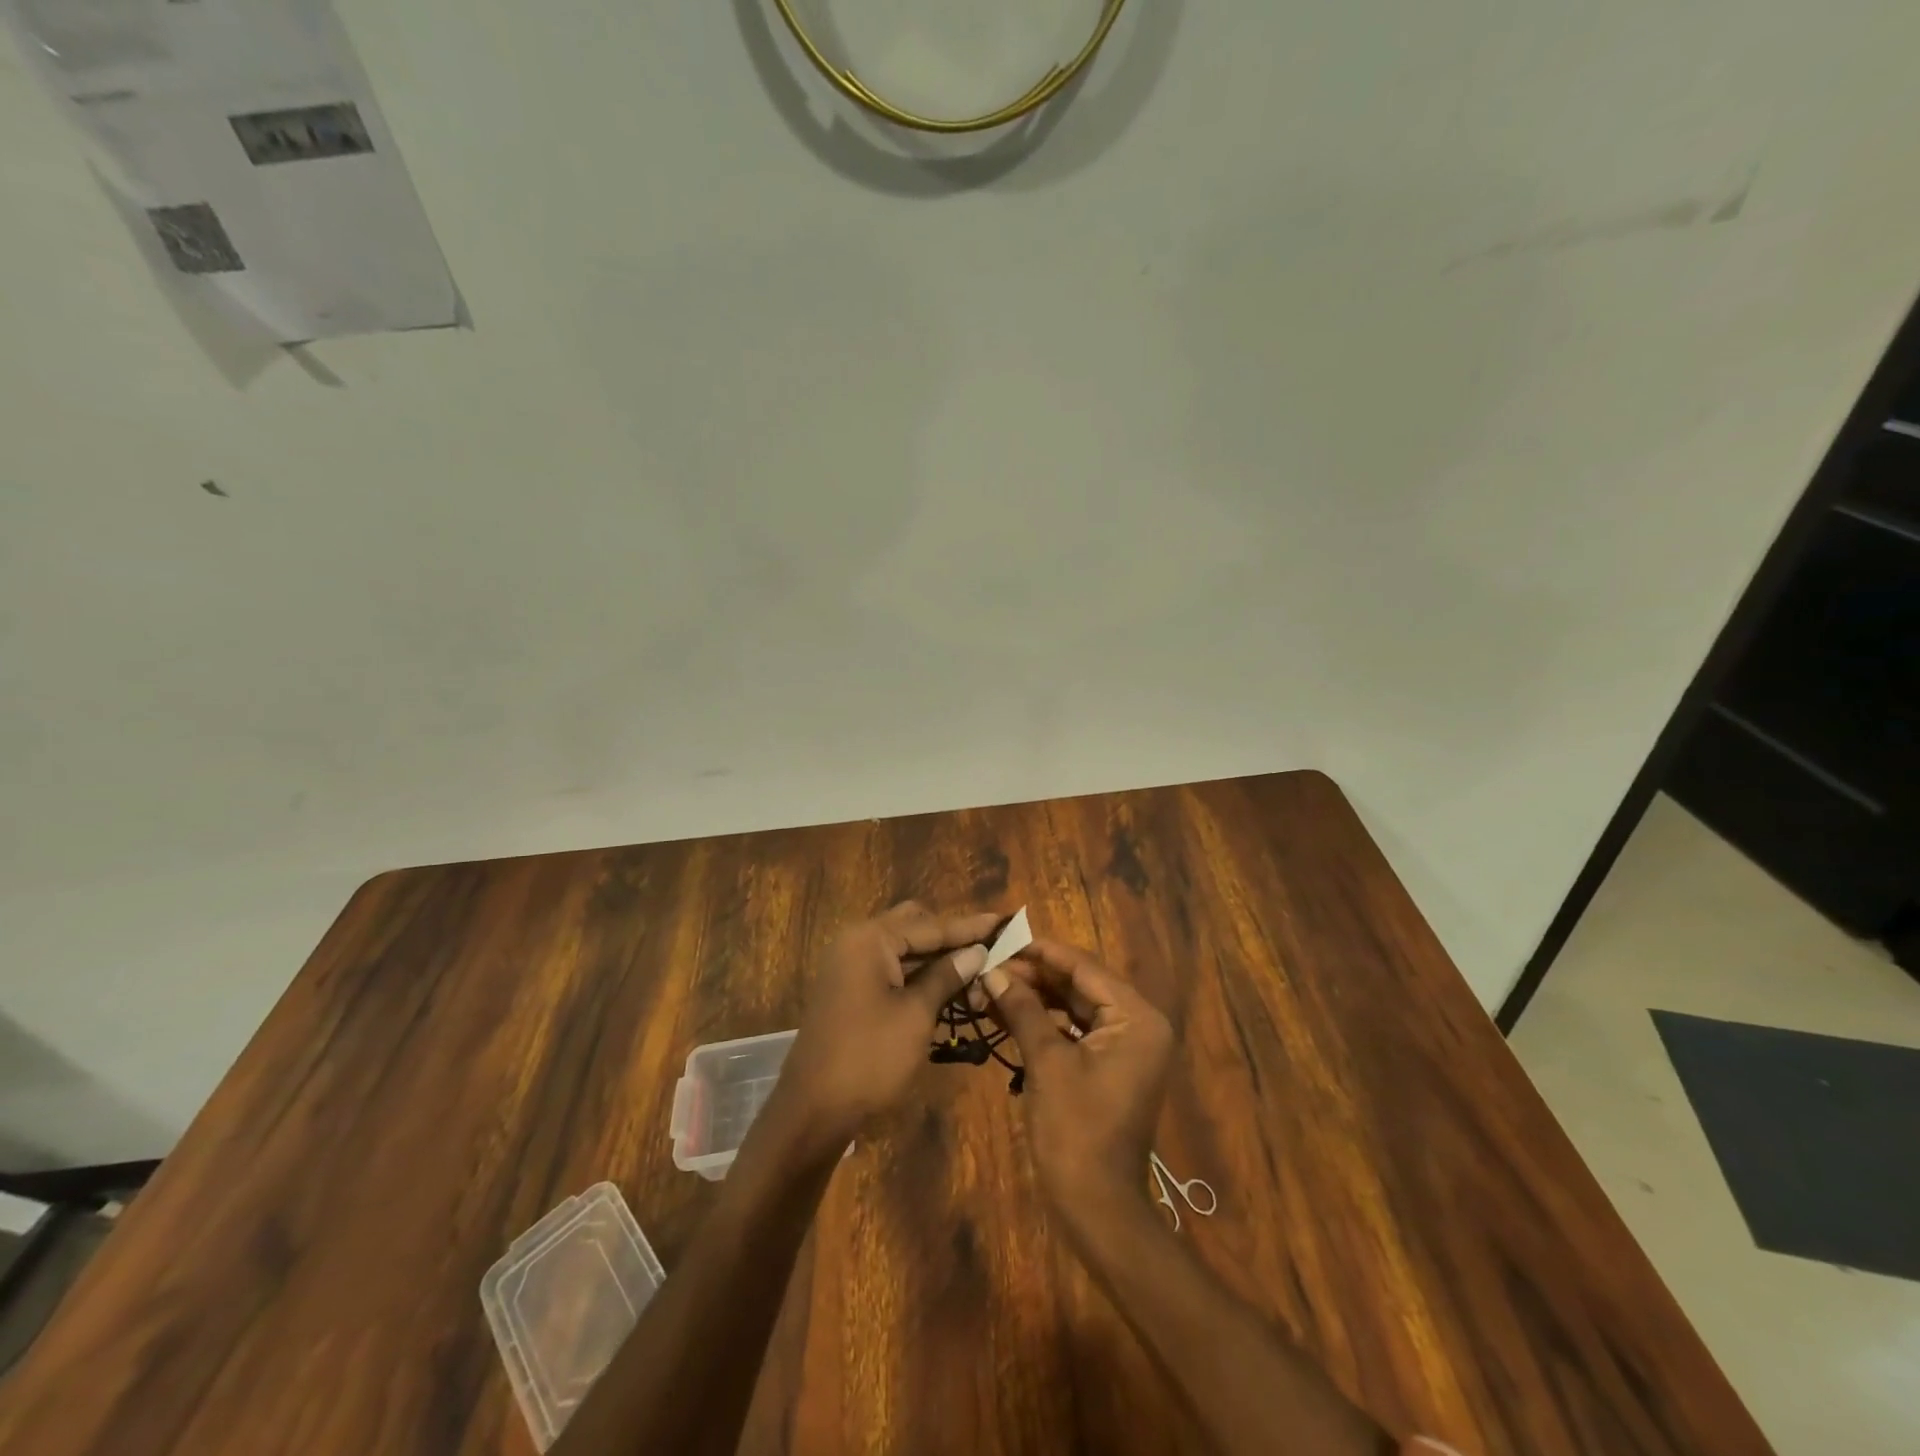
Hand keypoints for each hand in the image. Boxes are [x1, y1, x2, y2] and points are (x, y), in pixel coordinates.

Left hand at [769, 902, 999, 1155]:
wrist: (813, 1110)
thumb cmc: (870, 1057)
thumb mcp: (916, 1014)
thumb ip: (947, 976)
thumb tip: (977, 951)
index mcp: (870, 939)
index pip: (930, 925)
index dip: (969, 927)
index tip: (1003, 921)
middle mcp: (857, 942)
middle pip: (914, 927)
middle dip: (951, 940)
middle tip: (987, 953)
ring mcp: (850, 966)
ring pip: (904, 950)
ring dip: (937, 961)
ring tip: (977, 976)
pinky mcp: (850, 990)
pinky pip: (891, 970)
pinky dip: (918, 977)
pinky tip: (948, 990)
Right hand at [982, 938, 1173, 1241]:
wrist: (1098, 1208)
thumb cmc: (1076, 1131)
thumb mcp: (1047, 1063)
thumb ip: (1022, 1009)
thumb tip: (992, 972)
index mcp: (1137, 1017)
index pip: (1085, 967)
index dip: (1041, 952)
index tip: (1003, 939)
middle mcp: (1139, 1024)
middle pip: (1081, 984)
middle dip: (1035, 976)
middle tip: (990, 966)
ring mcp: (1126, 1047)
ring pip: (1075, 1007)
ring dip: (1036, 998)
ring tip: (993, 987)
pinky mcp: (1111, 1067)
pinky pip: (1076, 1031)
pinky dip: (1045, 1023)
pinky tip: (1009, 1014)